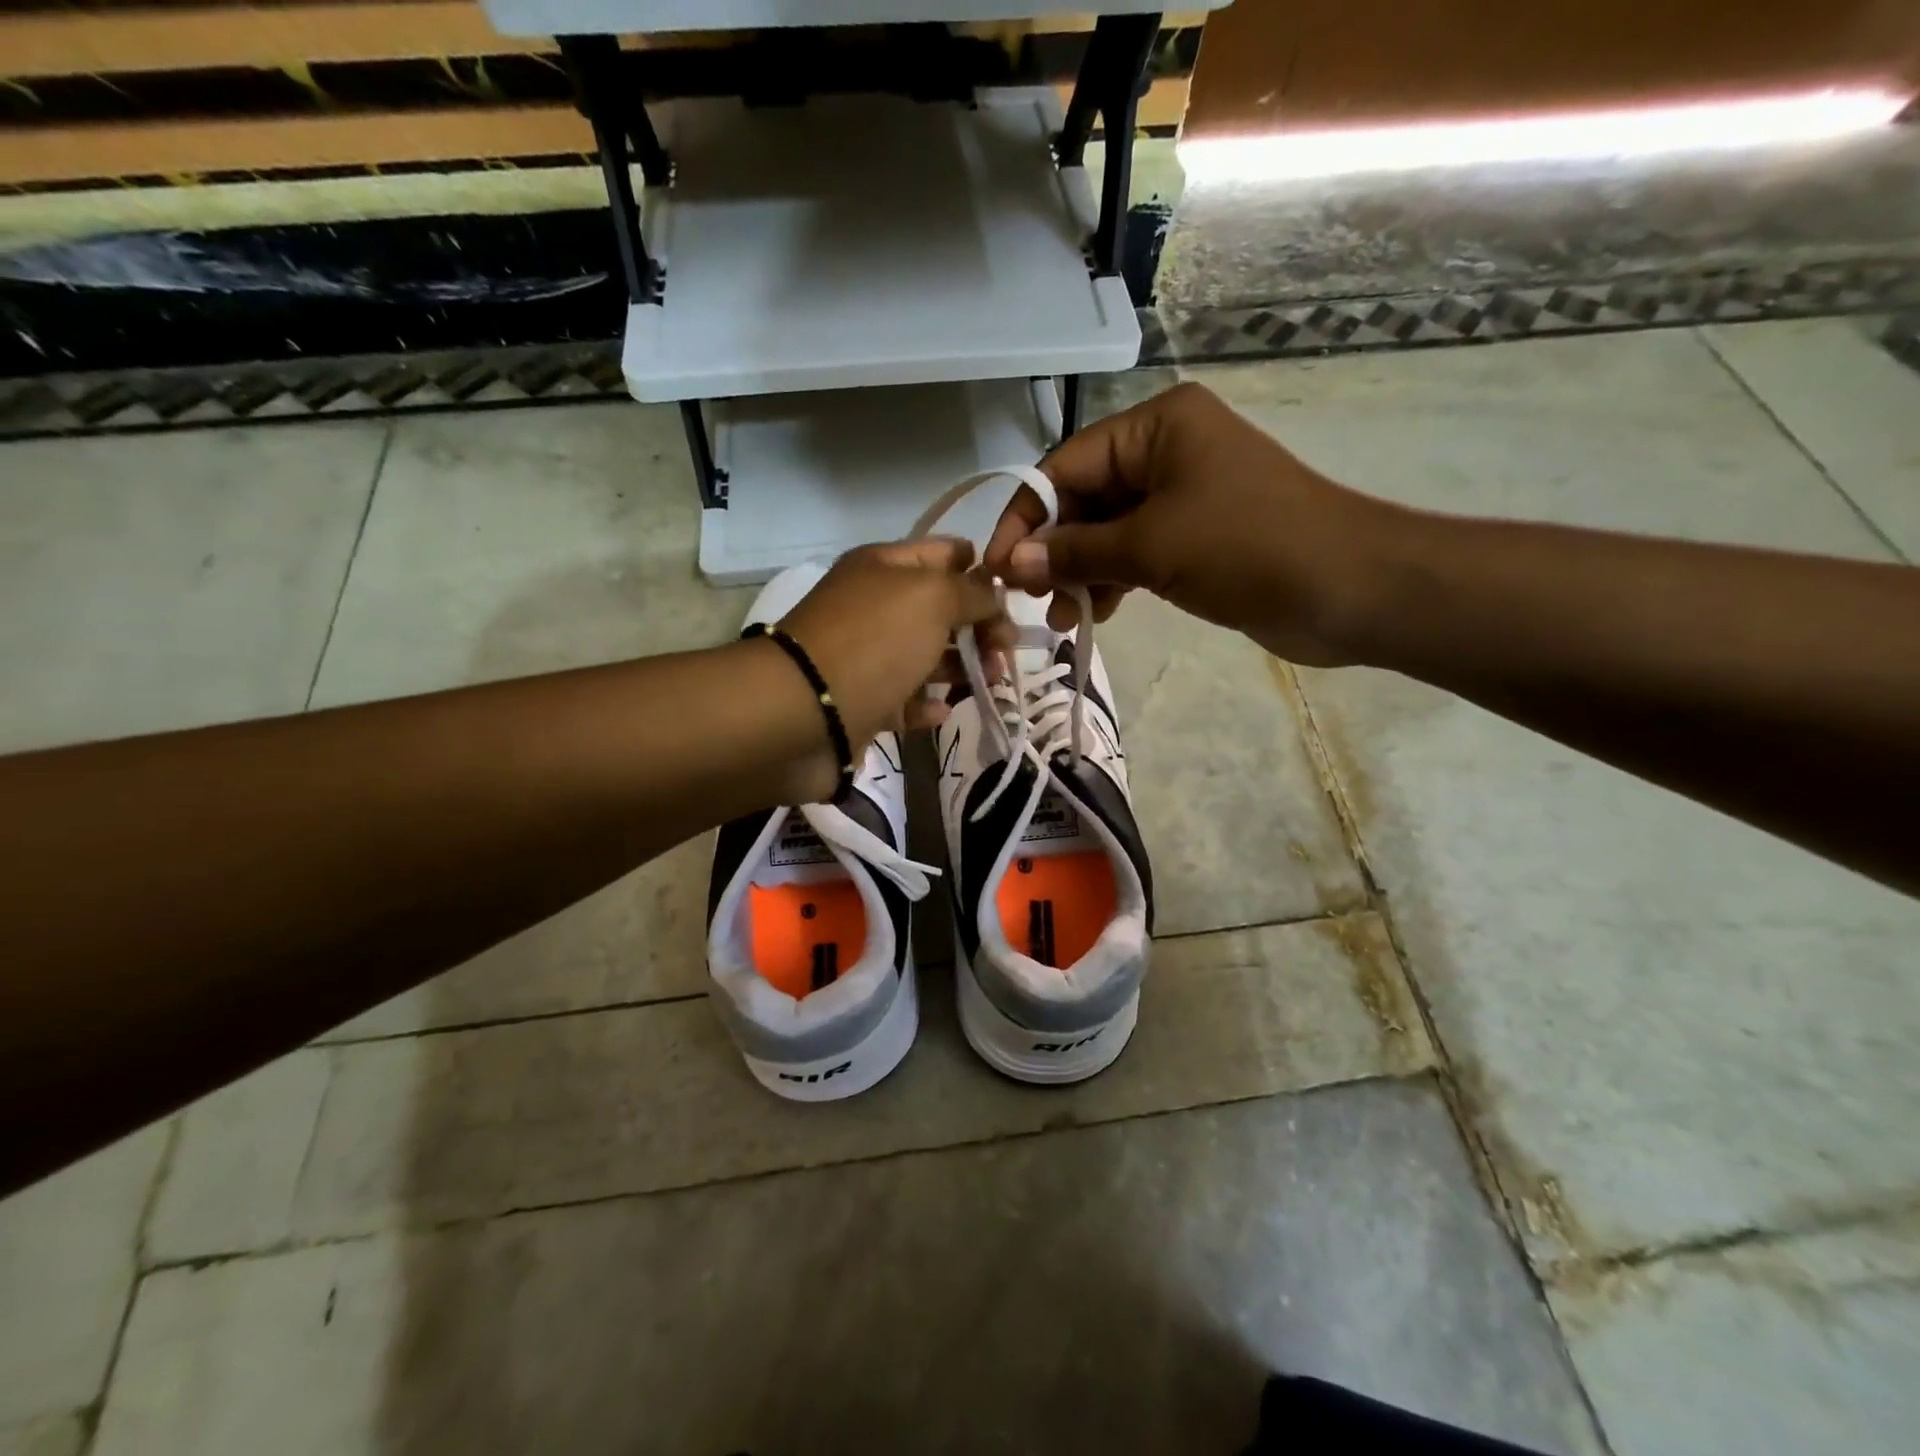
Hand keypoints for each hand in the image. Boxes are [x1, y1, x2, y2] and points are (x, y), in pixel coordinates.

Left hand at [778, 537, 1010, 749]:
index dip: (981, 570)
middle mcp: (875, 606)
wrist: (806, 711)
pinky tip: (944, 710)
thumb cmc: (874, 641)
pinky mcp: (863, 703)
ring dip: (962, 667)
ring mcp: (867, 656)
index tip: (1013, 599)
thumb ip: (972, 592)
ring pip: (926, 656)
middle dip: (979, 626)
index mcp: (885, 567)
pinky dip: (927, 705)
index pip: (944, 553)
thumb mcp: (931, 598)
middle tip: (1006, 651)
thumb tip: (993, 593)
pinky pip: (904, 700)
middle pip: (940, 609)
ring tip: (991, 681)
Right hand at [983, 382, 1397, 666]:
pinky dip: (1113, 581)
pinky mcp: (1197, 537)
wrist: (1349, 588)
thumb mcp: (1149, 546)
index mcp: (1156, 427)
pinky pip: (1136, 553)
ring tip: (1063, 619)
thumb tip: (1009, 563)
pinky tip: (1097, 613)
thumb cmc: (1246, 547)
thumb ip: (1074, 552)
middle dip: (1055, 551)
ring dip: (1080, 574)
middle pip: (1084, 499)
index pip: (1065, 466)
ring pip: (1108, 531)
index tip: (996, 568)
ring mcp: (1184, 495)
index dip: (1025, 518)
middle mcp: (1166, 450)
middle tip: (1030, 601)